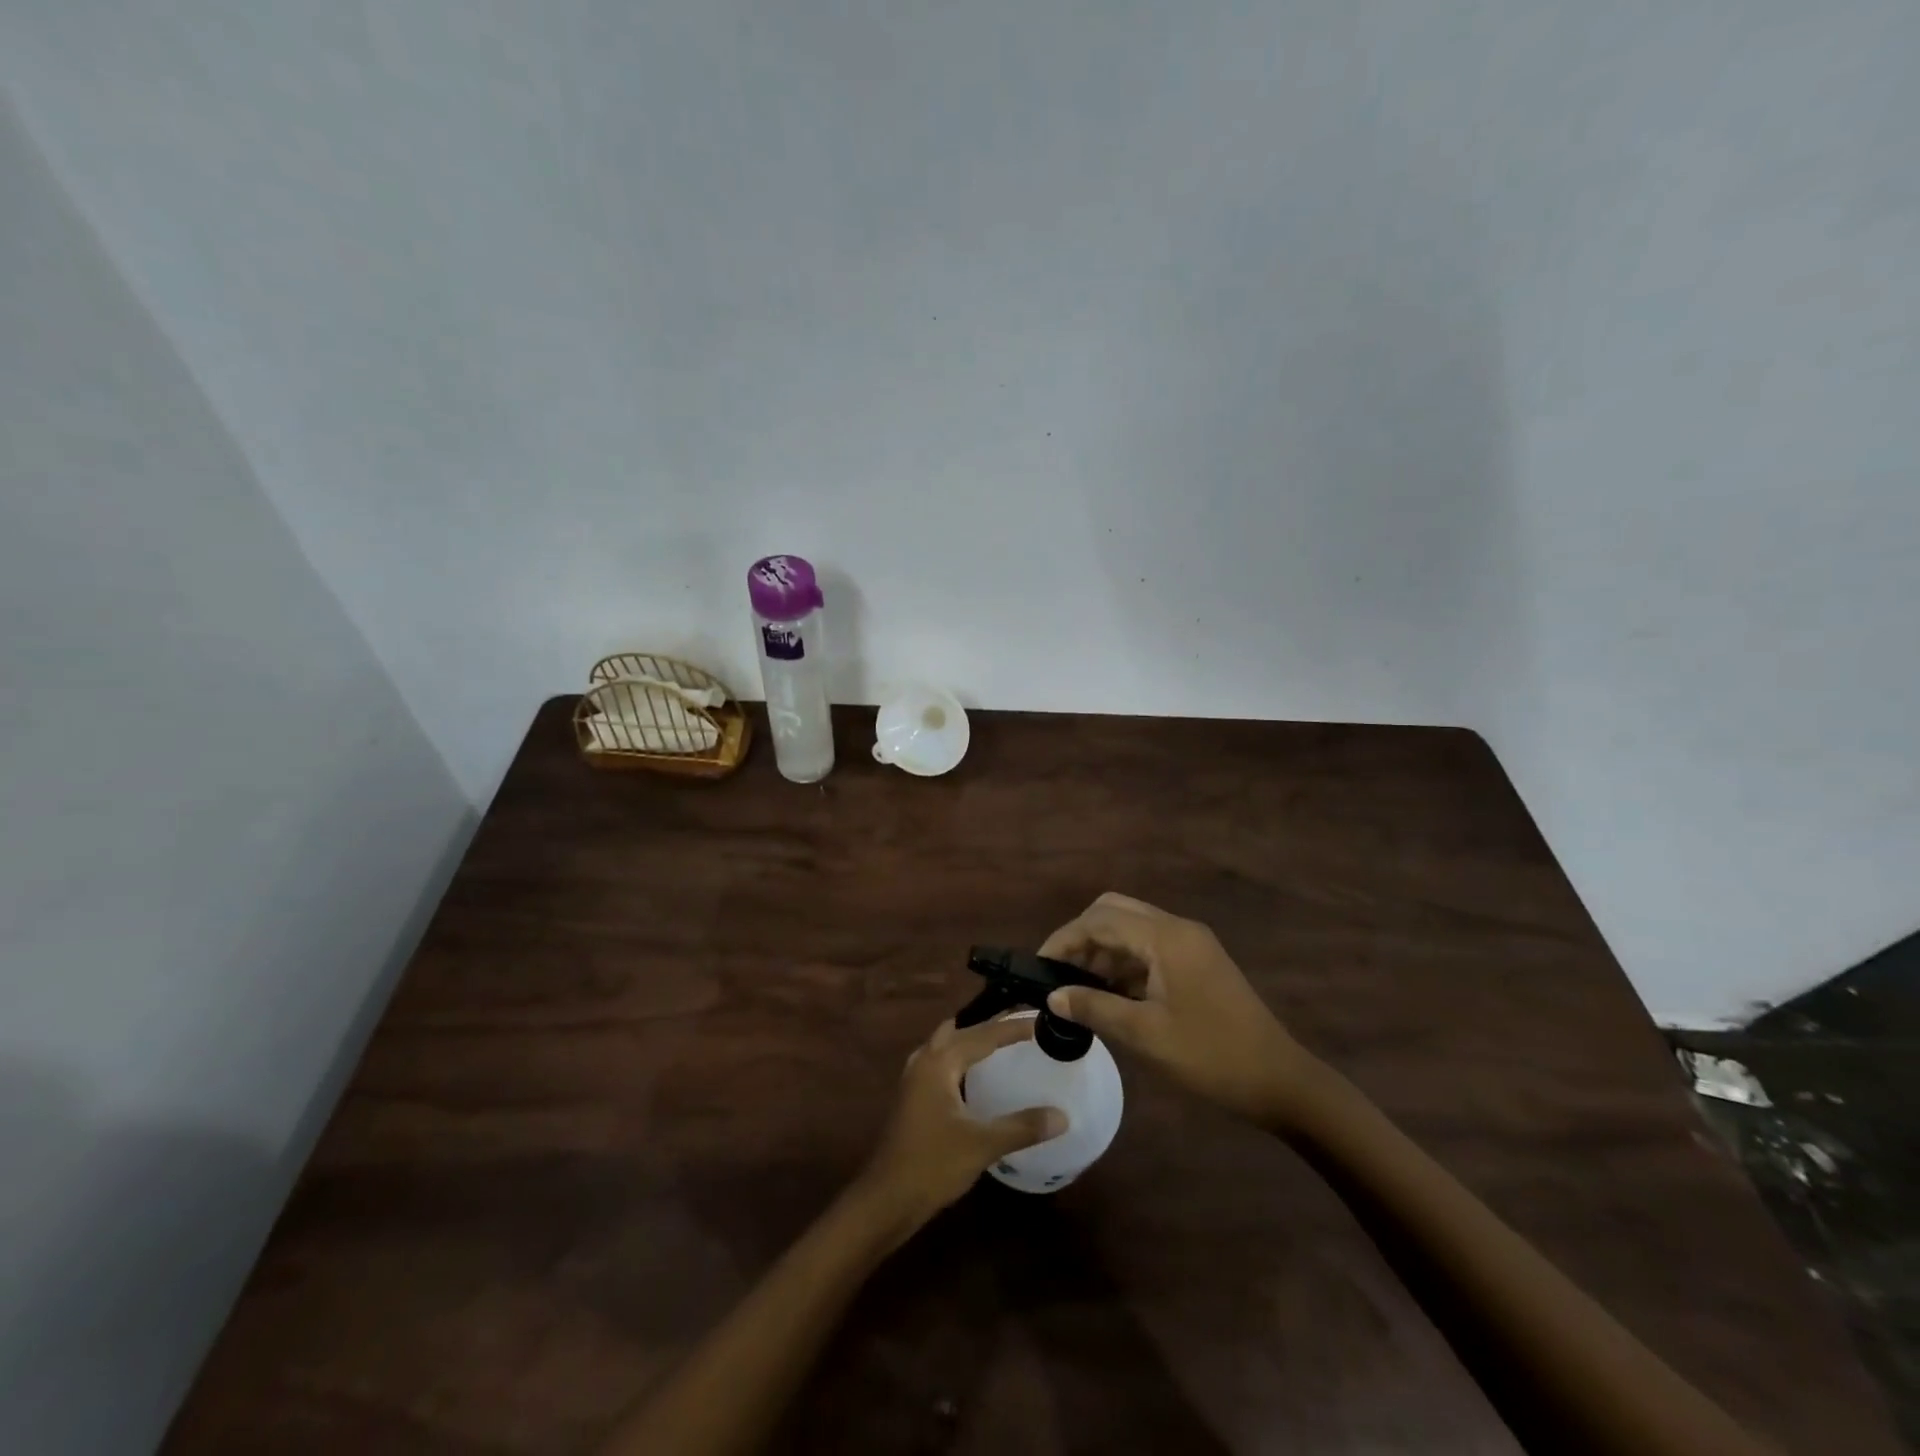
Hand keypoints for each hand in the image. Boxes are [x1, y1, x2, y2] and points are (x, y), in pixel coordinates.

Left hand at [856, 1017, 1067, 1230]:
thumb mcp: (982, 1145)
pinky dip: (960, 1058)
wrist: (887, 1198)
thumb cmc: (933, 1164)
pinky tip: (973, 1075)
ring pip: (946, 1044)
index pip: (983, 1034)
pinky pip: (940, 1061)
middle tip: (1021, 1026)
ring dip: (971, 1039)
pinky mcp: (912, 1096)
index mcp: (940, 1062)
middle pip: (961, 1030)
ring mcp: (914, 1078)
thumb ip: (1022, 1127)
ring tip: (1000, 1044)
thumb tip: (1062, 1116)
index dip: (1012, 1027)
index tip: (1039, 1020)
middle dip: (990, 1026)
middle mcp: (924, 1060)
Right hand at [1041, 892, 1324, 1127]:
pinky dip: (1124, 961)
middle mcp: (1177, 928)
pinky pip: (1150, 947)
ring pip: (1132, 928)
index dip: (1064, 939)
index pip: (1100, 920)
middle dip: (1082, 936)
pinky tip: (1110, 993)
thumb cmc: (1210, 1056)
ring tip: (1078, 987)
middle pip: (1115, 911)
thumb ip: (1094, 1007)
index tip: (1039, 967)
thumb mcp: (1145, 1035)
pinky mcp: (1198, 962)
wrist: (1280, 1081)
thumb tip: (1052, 996)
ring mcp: (1191, 943)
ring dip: (1103, 949)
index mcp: (1166, 937)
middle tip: (1060, 972)